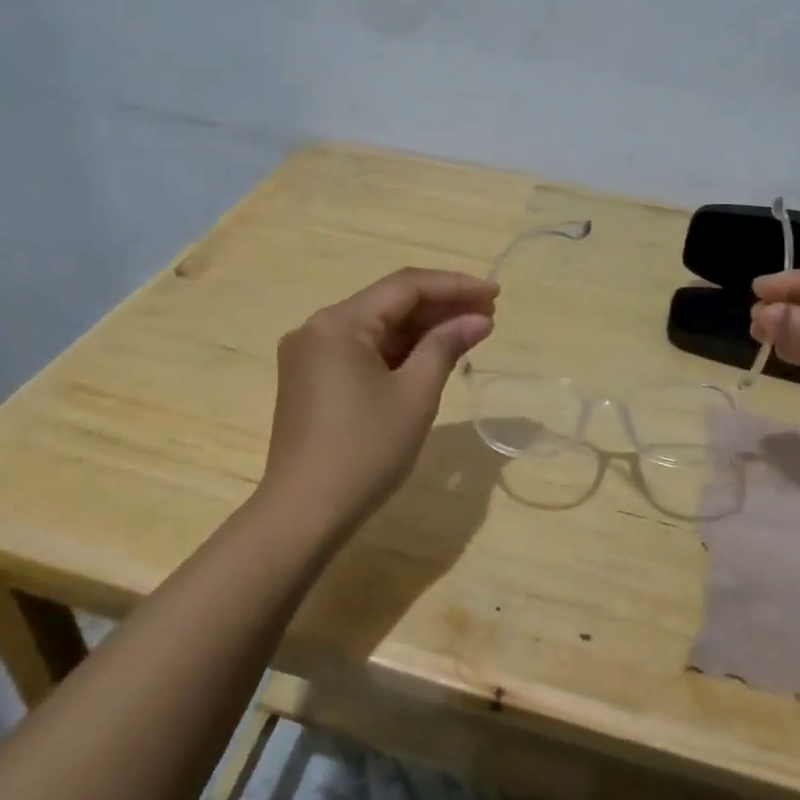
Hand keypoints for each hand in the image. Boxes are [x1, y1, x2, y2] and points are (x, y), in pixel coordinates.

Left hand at [261, 268, 497, 525]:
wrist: (304, 514)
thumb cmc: (366, 451)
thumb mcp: (415, 395)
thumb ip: (446, 346)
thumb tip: (477, 319)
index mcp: (338, 323)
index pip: (405, 287)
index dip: (454, 286)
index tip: (495, 293)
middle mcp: (317, 328)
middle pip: (388, 304)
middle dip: (440, 306)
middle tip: (489, 312)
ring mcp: (309, 354)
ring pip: (375, 327)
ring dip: (421, 329)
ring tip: (469, 331)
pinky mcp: (310, 379)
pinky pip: (360, 351)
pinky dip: (397, 351)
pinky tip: (431, 355)